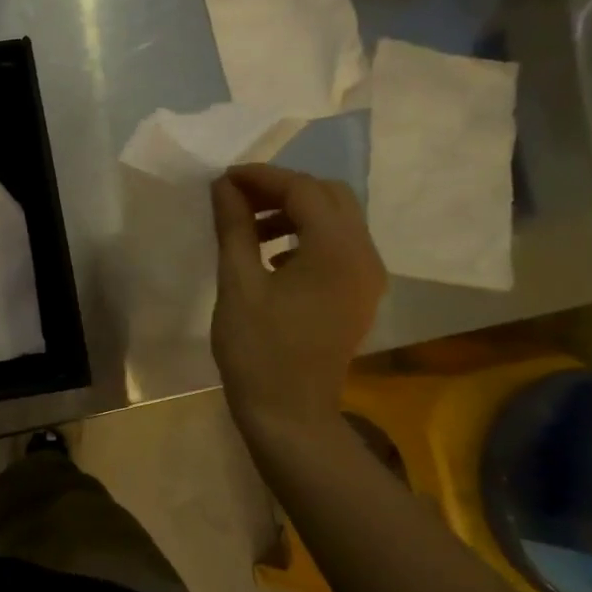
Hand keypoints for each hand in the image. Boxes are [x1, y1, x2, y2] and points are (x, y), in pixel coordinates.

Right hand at [209, 164, 385, 441]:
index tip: (224, 179)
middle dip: (283, 188)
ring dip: (295, 210)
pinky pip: (339, 246)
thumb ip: (234, 227)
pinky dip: (307, 236)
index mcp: (336, 251)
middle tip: (238, 198)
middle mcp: (364, 256)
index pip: (303, 189)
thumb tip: (224, 186)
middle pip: (330, 196)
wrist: (290, 414)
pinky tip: (272, 255)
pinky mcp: (359, 295)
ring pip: (337, 219)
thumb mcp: (238, 284)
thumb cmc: (258, 350)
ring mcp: (367, 277)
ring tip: (250, 226)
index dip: (262, 177)